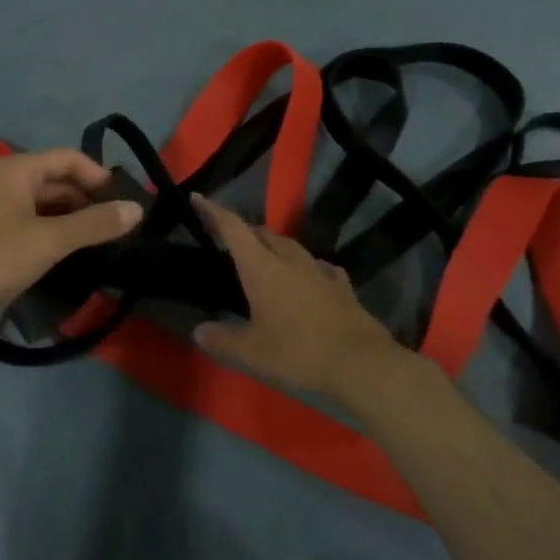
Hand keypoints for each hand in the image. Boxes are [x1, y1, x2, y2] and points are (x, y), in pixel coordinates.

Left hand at [0, 149, 141, 353]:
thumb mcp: (46, 242)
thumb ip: (93, 225)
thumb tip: (136, 208)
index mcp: (16, 170)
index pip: (69, 158)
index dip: (100, 176)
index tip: (124, 205)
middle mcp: (1, 181)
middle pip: (54, 181)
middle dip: (86, 202)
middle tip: (116, 231)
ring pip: (39, 207)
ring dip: (68, 223)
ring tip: (96, 249)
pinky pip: (23, 227)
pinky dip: (46, 237)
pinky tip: (59, 262)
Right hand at [190, 194, 408, 407]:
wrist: (360, 362)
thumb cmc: (298, 352)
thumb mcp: (252, 353)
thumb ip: (223, 339)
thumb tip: (199, 330)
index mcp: (262, 268)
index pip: (233, 229)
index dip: (214, 211)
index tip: (199, 198)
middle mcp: (289, 260)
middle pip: (262, 234)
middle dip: (244, 232)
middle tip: (230, 241)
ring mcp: (319, 270)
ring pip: (290, 246)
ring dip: (273, 246)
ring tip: (264, 257)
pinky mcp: (341, 286)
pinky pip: (318, 266)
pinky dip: (305, 266)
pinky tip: (307, 276)